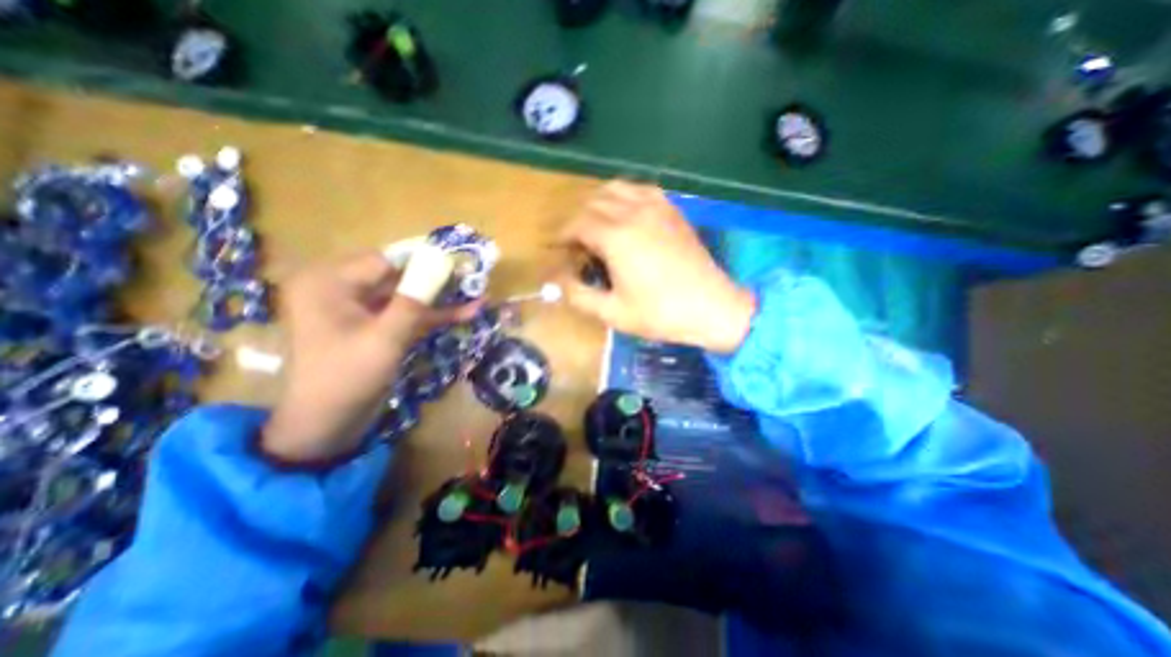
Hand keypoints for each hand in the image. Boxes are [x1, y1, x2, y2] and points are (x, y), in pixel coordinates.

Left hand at [264, 252, 478, 462]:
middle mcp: (341, 287)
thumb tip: (442, 264)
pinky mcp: (374, 324)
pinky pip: (406, 312)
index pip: (385, 261)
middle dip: (436, 279)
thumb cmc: (347, 378)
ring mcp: (359, 307)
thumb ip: (414, 301)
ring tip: (476, 293)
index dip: (424, 261)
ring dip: (440, 298)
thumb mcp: (384, 339)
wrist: (328, 424)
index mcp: (328, 282)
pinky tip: (466, 312)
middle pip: (398, 275)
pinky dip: (433, 314)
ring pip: (407, 294)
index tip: (459, 263)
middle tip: (471, 279)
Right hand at [560, 180, 760, 353]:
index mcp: (617, 237)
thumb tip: (559, 280)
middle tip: (576, 245)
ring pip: (615, 188)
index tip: (557, 249)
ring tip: (596, 226)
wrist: (712, 307)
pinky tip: (625, 215)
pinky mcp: (672, 209)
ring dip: (598, 204)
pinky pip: (641, 189)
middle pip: (592, 203)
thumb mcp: (613, 313)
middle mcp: (633, 213)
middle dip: (577, 221)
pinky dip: (624, 196)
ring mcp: (656, 207)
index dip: (562, 235)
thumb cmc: (661, 314)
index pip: (577, 224)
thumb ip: (578, 295)